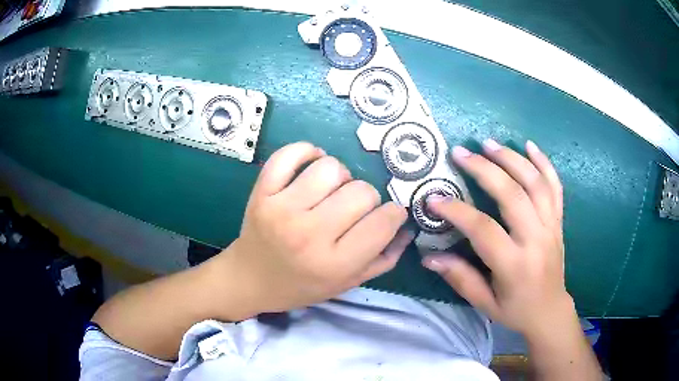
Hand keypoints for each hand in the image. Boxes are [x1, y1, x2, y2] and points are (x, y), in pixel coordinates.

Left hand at [210, 142, 411, 315]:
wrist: (251, 279)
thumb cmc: (302, 285)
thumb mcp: (347, 283)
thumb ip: (383, 258)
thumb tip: (406, 226)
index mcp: (334, 263)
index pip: (383, 222)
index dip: (394, 213)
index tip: (388, 214)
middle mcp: (309, 234)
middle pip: (361, 191)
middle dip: (367, 198)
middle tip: (353, 209)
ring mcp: (282, 209)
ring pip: (331, 168)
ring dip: (340, 176)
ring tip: (331, 191)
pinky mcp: (262, 192)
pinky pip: (289, 154)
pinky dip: (306, 152)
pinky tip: (312, 164)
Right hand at [422, 139, 571, 338]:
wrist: (550, 311)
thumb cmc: (515, 309)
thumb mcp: (484, 303)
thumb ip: (459, 278)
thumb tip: (428, 257)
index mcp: (514, 264)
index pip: (483, 229)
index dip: (457, 211)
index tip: (434, 199)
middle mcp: (536, 240)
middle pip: (513, 195)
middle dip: (485, 169)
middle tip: (461, 152)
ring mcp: (551, 227)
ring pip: (535, 184)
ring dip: (512, 159)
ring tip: (489, 144)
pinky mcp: (559, 221)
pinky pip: (555, 187)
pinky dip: (544, 163)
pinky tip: (530, 146)